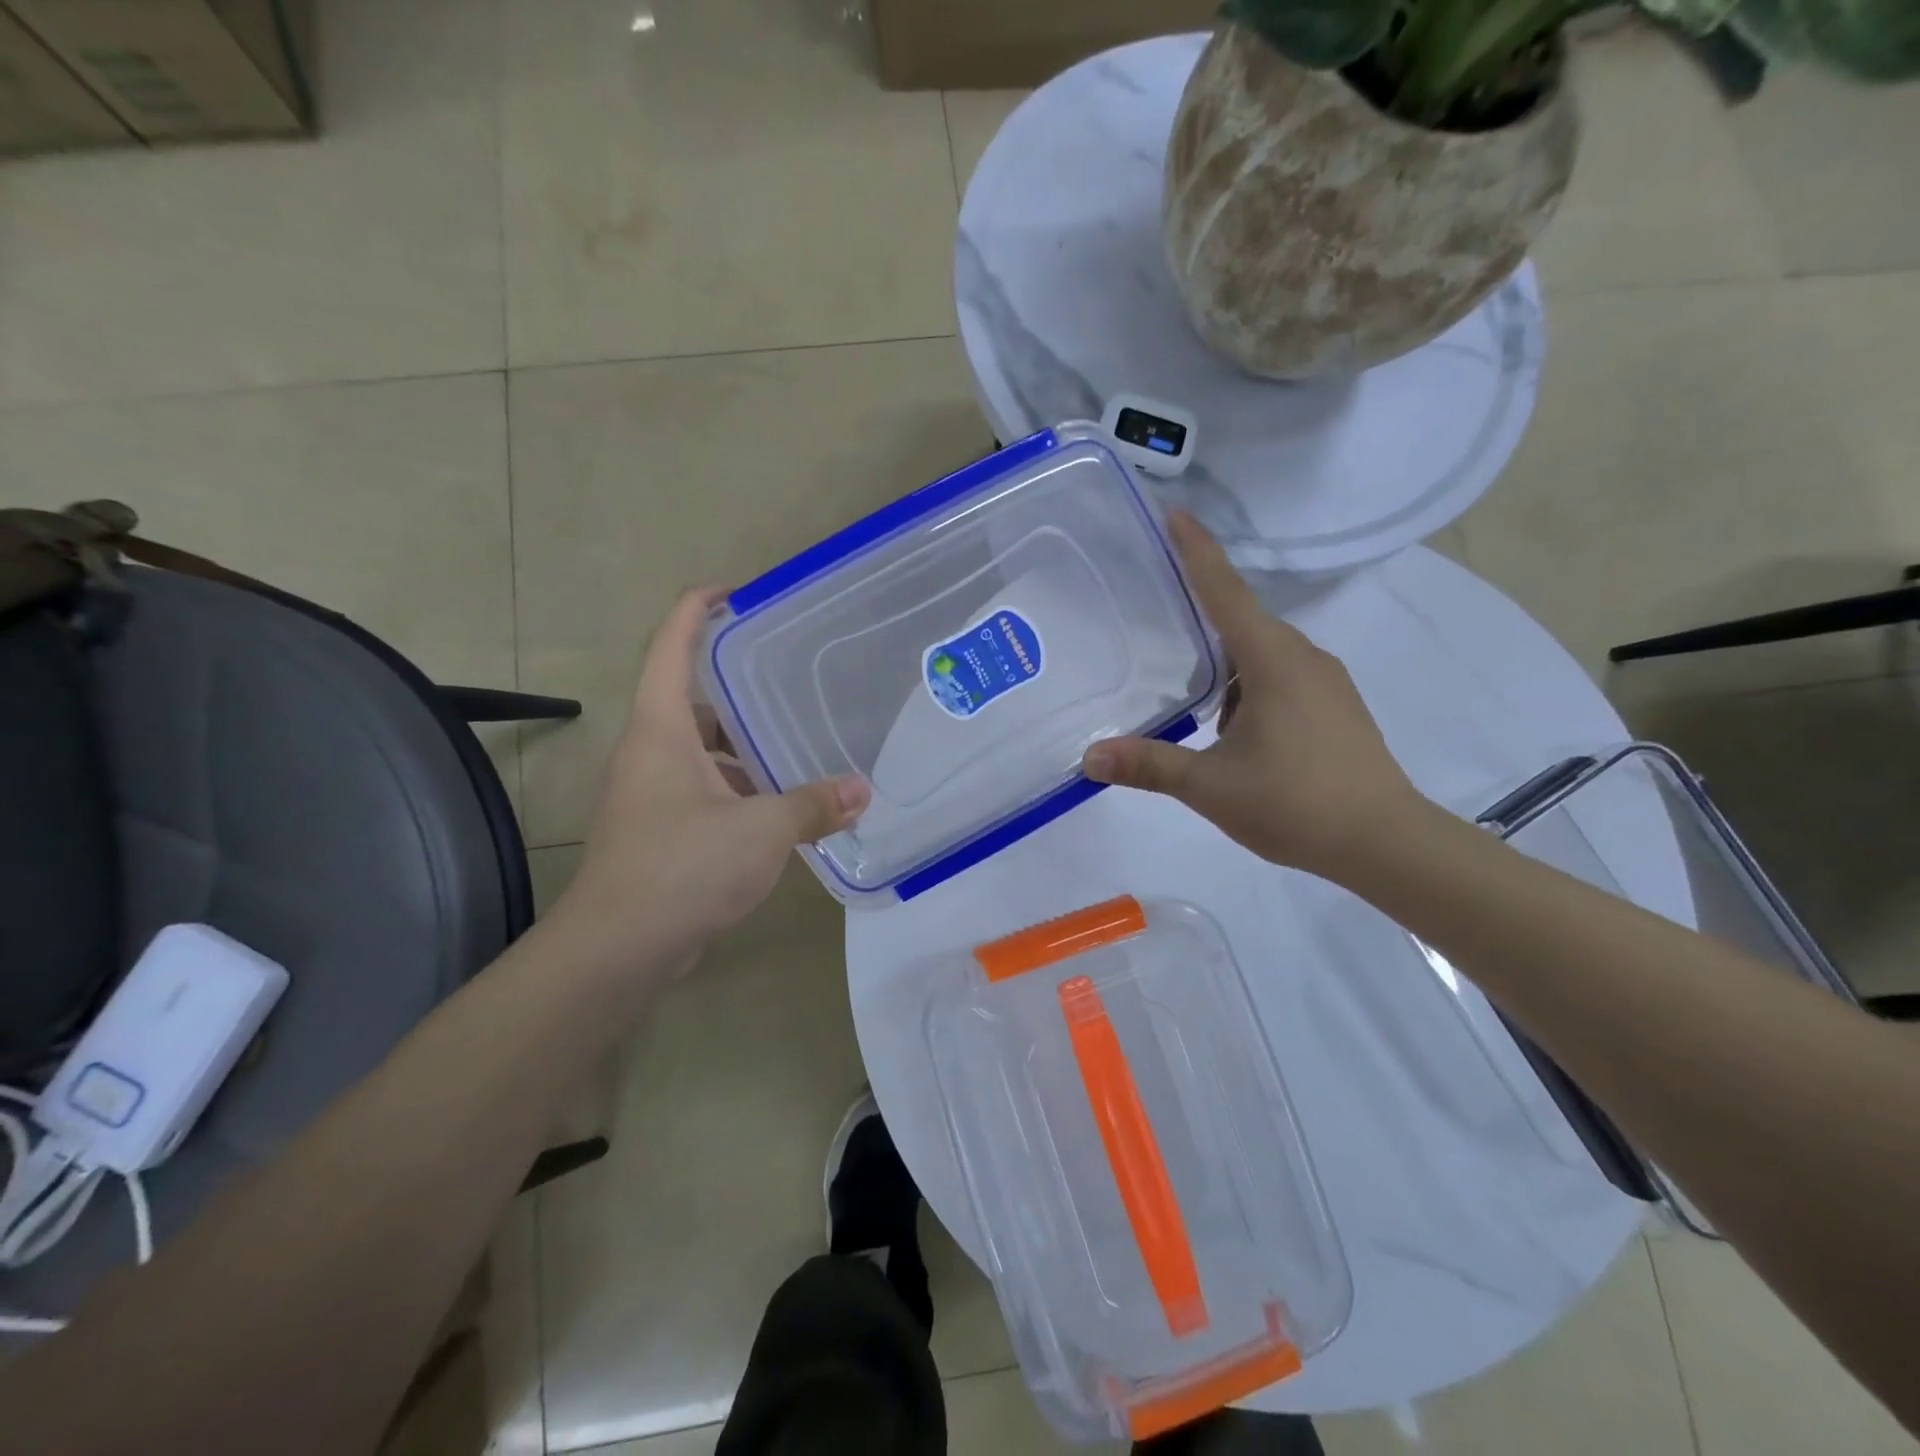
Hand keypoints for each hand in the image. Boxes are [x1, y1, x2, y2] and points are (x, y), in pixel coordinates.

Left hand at [550, 587, 870, 977]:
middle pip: (692, 698)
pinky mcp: (659, 830)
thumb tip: (861, 790)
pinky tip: (780, 807)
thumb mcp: (760, 829)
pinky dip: (739, 788)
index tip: (737, 591)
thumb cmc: (683, 867)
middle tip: (792, 677)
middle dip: (737, 685)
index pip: (672, 646)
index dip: (697, 608)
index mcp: (662, 729)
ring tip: (798, 744)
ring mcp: (651, 793)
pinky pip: (704, 789)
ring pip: (702, 750)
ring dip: (743, 746)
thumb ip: (813, 804)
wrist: (618, 948)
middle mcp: (650, 751)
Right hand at [1081, 512, 1423, 880]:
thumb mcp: (1211, 786)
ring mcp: (1325, 682)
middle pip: (1242, 620)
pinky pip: (1281, 677)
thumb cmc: (1296, 803)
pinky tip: (1230, 729)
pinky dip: (1248, 686)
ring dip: (1224, 664)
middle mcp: (1302, 657)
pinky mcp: (1336, 707)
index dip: (1196, 551)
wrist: (1386, 842)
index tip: (1173, 513)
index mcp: (1272, 660)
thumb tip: (1089, 757)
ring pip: (1262, 654)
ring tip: (1185, 693)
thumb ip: (1149, 765)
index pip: (1224, 591)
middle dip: (1200, 614)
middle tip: (1155, 615)